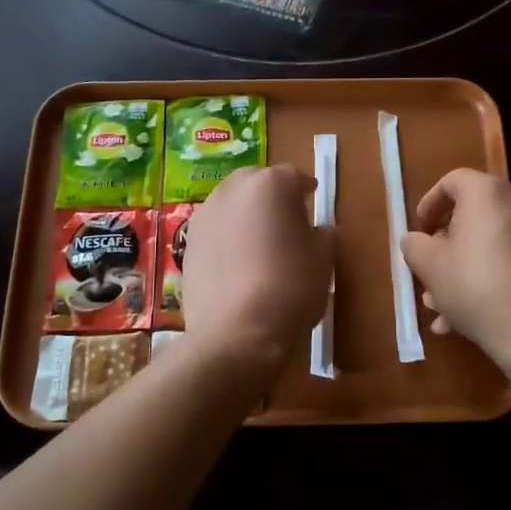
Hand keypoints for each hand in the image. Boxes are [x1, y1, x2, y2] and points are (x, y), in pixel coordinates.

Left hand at [184, 164, 333, 371]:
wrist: (236, 332)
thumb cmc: (290, 288)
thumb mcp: (322, 260)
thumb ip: (322, 235)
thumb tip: (317, 231)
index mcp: (271, 184)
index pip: (294, 177)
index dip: (306, 191)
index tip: (312, 203)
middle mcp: (233, 189)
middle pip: (257, 183)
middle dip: (271, 197)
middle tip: (286, 222)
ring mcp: (205, 215)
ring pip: (231, 205)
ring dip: (246, 216)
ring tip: (259, 244)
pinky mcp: (187, 243)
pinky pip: (215, 231)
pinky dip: (227, 239)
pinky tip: (237, 265)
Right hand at [399, 169, 510, 361]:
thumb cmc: (475, 287)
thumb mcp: (429, 265)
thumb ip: (414, 244)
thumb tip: (416, 240)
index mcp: (489, 192)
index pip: (453, 181)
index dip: (429, 204)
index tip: (419, 232)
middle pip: (475, 214)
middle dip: (447, 245)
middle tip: (430, 272)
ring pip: (494, 242)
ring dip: (467, 268)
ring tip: (445, 307)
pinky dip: (493, 277)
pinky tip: (474, 316)